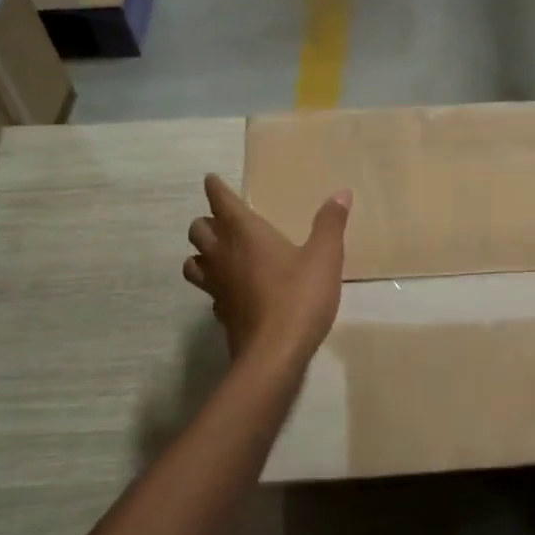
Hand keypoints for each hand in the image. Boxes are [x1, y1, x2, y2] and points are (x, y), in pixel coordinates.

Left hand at [184, 173, 350, 365]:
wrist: (274, 355)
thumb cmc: (299, 297)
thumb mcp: (324, 257)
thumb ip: (330, 224)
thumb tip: (341, 194)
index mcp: (245, 234)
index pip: (222, 203)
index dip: (216, 189)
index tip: (212, 180)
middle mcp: (224, 256)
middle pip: (199, 230)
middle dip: (207, 221)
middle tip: (223, 220)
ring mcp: (217, 287)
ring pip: (193, 262)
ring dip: (202, 253)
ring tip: (219, 253)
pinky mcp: (221, 314)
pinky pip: (209, 292)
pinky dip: (215, 285)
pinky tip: (232, 290)